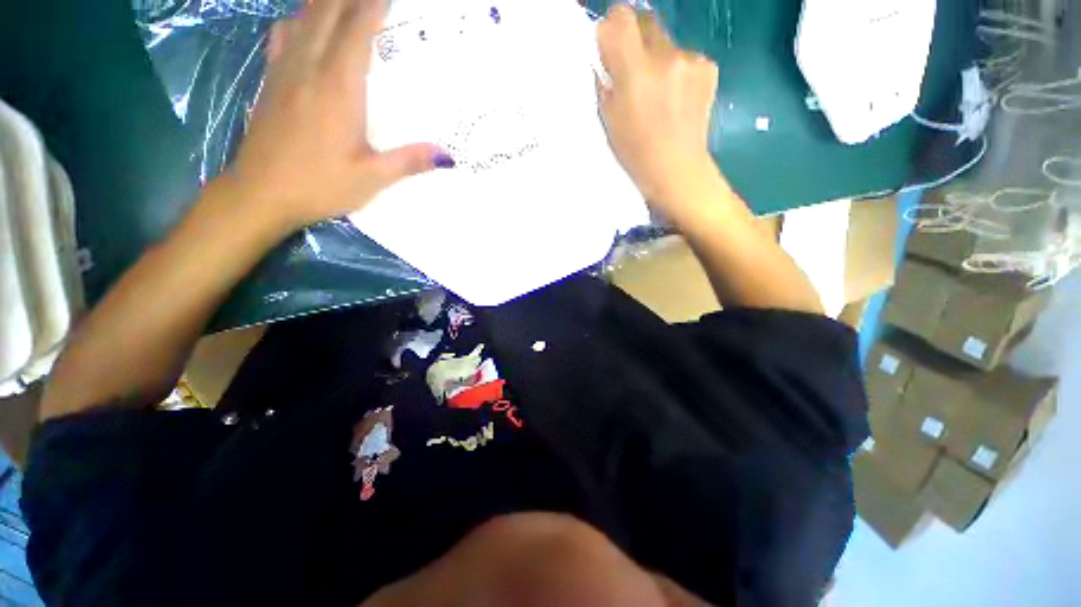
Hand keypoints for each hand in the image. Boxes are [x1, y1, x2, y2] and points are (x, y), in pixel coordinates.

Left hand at [224, 0, 452, 233]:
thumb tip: (447, 156)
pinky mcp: (270, 80)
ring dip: (325, 2)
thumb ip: (408, 162)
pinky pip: (284, 35)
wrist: (260, 193)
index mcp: (338, 87)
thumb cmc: (319, 185)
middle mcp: (310, 67)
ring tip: (343, 2)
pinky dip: (298, 19)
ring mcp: (285, 70)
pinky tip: (305, 22)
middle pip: (328, 11)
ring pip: (304, 17)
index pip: (357, 29)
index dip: (374, 5)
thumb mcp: (371, 179)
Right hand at [597, 7, 718, 206]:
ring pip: (666, 42)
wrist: (675, 170)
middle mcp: (665, 56)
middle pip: (645, 21)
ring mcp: (690, 60)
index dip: (613, 28)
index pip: (620, 17)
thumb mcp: (608, 119)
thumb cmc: (635, 152)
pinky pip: (685, 57)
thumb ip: (606, 80)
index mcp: (634, 72)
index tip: (611, 46)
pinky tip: (677, 98)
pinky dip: (678, 71)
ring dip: (657, 59)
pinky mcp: (708, 67)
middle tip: (633, 71)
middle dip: (635, 41)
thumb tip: (607, 56)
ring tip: (658, 94)